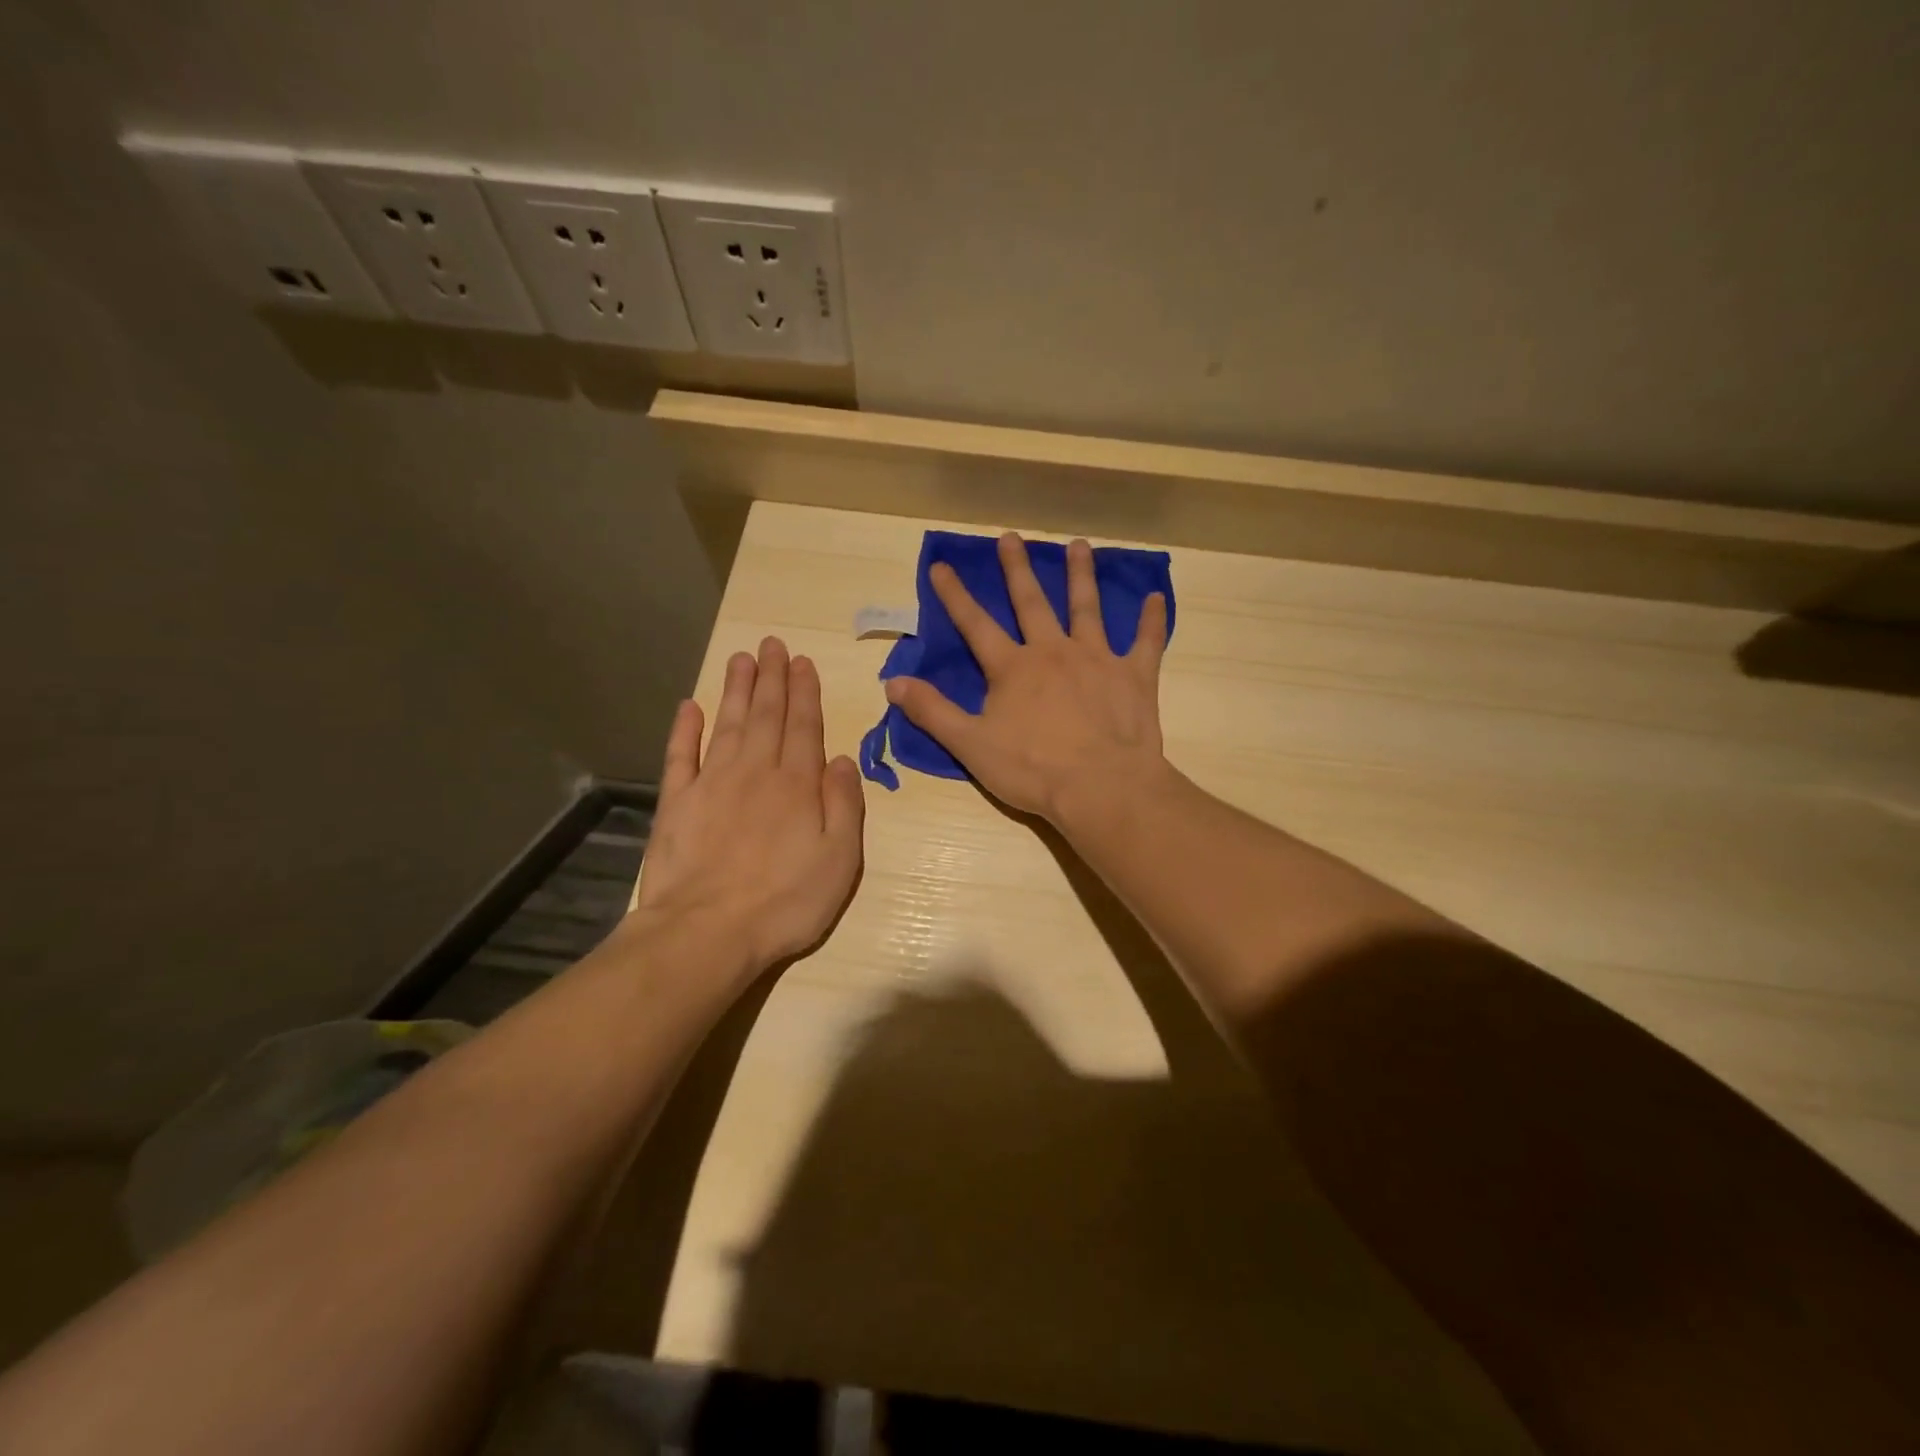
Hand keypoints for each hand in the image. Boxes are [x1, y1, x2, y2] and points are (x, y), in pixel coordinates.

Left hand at [635, 637, 864, 972]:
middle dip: (771, 678)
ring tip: (740, 658)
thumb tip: (841, 759)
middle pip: (766, 715)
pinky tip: (688, 707)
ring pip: (728, 724)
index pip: (804, 726)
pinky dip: (684, 729)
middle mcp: (756, 772)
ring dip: (736, 690)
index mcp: (797, 784)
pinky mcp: (677, 803)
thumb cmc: (786, 902)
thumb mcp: (840, 859)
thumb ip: (844, 805)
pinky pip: (681, 756)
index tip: (802, 662)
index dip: (804, 692)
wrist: (707, 933)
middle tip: (771, 644)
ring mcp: (712, 784)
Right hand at [885, 533, 1170, 824]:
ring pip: (1087, 608)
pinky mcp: (1134, 676)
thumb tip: (892, 682)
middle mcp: (1053, 651)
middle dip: (1018, 569)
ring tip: (1079, 545)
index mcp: (1013, 668)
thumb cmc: (1033, 769)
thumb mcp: (970, 745)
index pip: (976, 625)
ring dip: (1082, 575)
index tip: (941, 565)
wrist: (1102, 787)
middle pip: (1032, 602)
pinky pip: (1146, 642)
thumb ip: (932, 711)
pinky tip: (1157, 598)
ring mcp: (1097, 659)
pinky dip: (1152, 621)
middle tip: (1012, 536)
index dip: (955, 595)